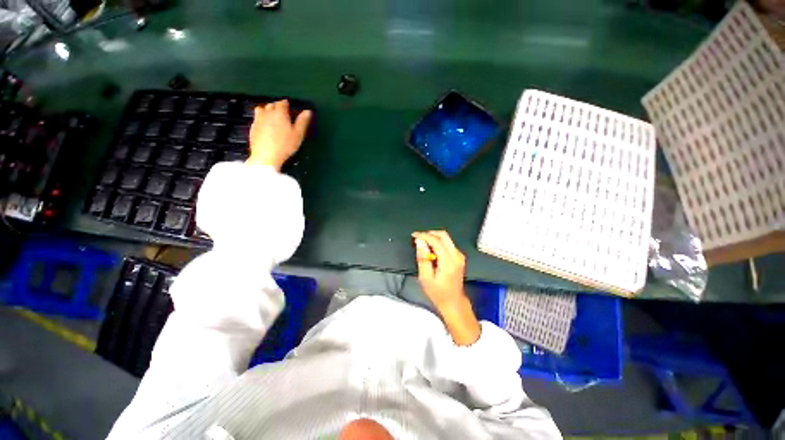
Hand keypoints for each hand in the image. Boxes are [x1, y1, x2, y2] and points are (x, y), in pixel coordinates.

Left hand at [246, 100, 311, 170]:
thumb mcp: (298, 134)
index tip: (288, 106)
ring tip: (271, 116)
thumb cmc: (285, 145)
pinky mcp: (252, 127)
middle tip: (282, 112)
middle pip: (271, 105)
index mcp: (280, 113)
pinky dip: (261, 119)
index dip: (286, 104)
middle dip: (276, 106)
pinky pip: (256, 118)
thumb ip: (302, 122)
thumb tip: (308, 111)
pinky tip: (265, 126)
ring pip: (261, 109)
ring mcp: (258, 119)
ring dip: (266, 110)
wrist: (266, 156)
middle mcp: (267, 113)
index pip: (282, 103)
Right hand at [412, 230, 466, 307]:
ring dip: (433, 238)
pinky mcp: (459, 256)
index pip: (436, 241)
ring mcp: (459, 255)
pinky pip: (447, 243)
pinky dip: (437, 243)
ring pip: (446, 238)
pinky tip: (430, 251)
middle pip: (443, 235)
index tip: (414, 235)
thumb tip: (419, 241)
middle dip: (429, 234)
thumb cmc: (438, 293)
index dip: (424, 236)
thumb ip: (422, 258)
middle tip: (418, 238)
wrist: (453, 302)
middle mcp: (456, 256)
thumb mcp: (425, 278)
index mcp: (448, 262)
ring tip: (422, 245)